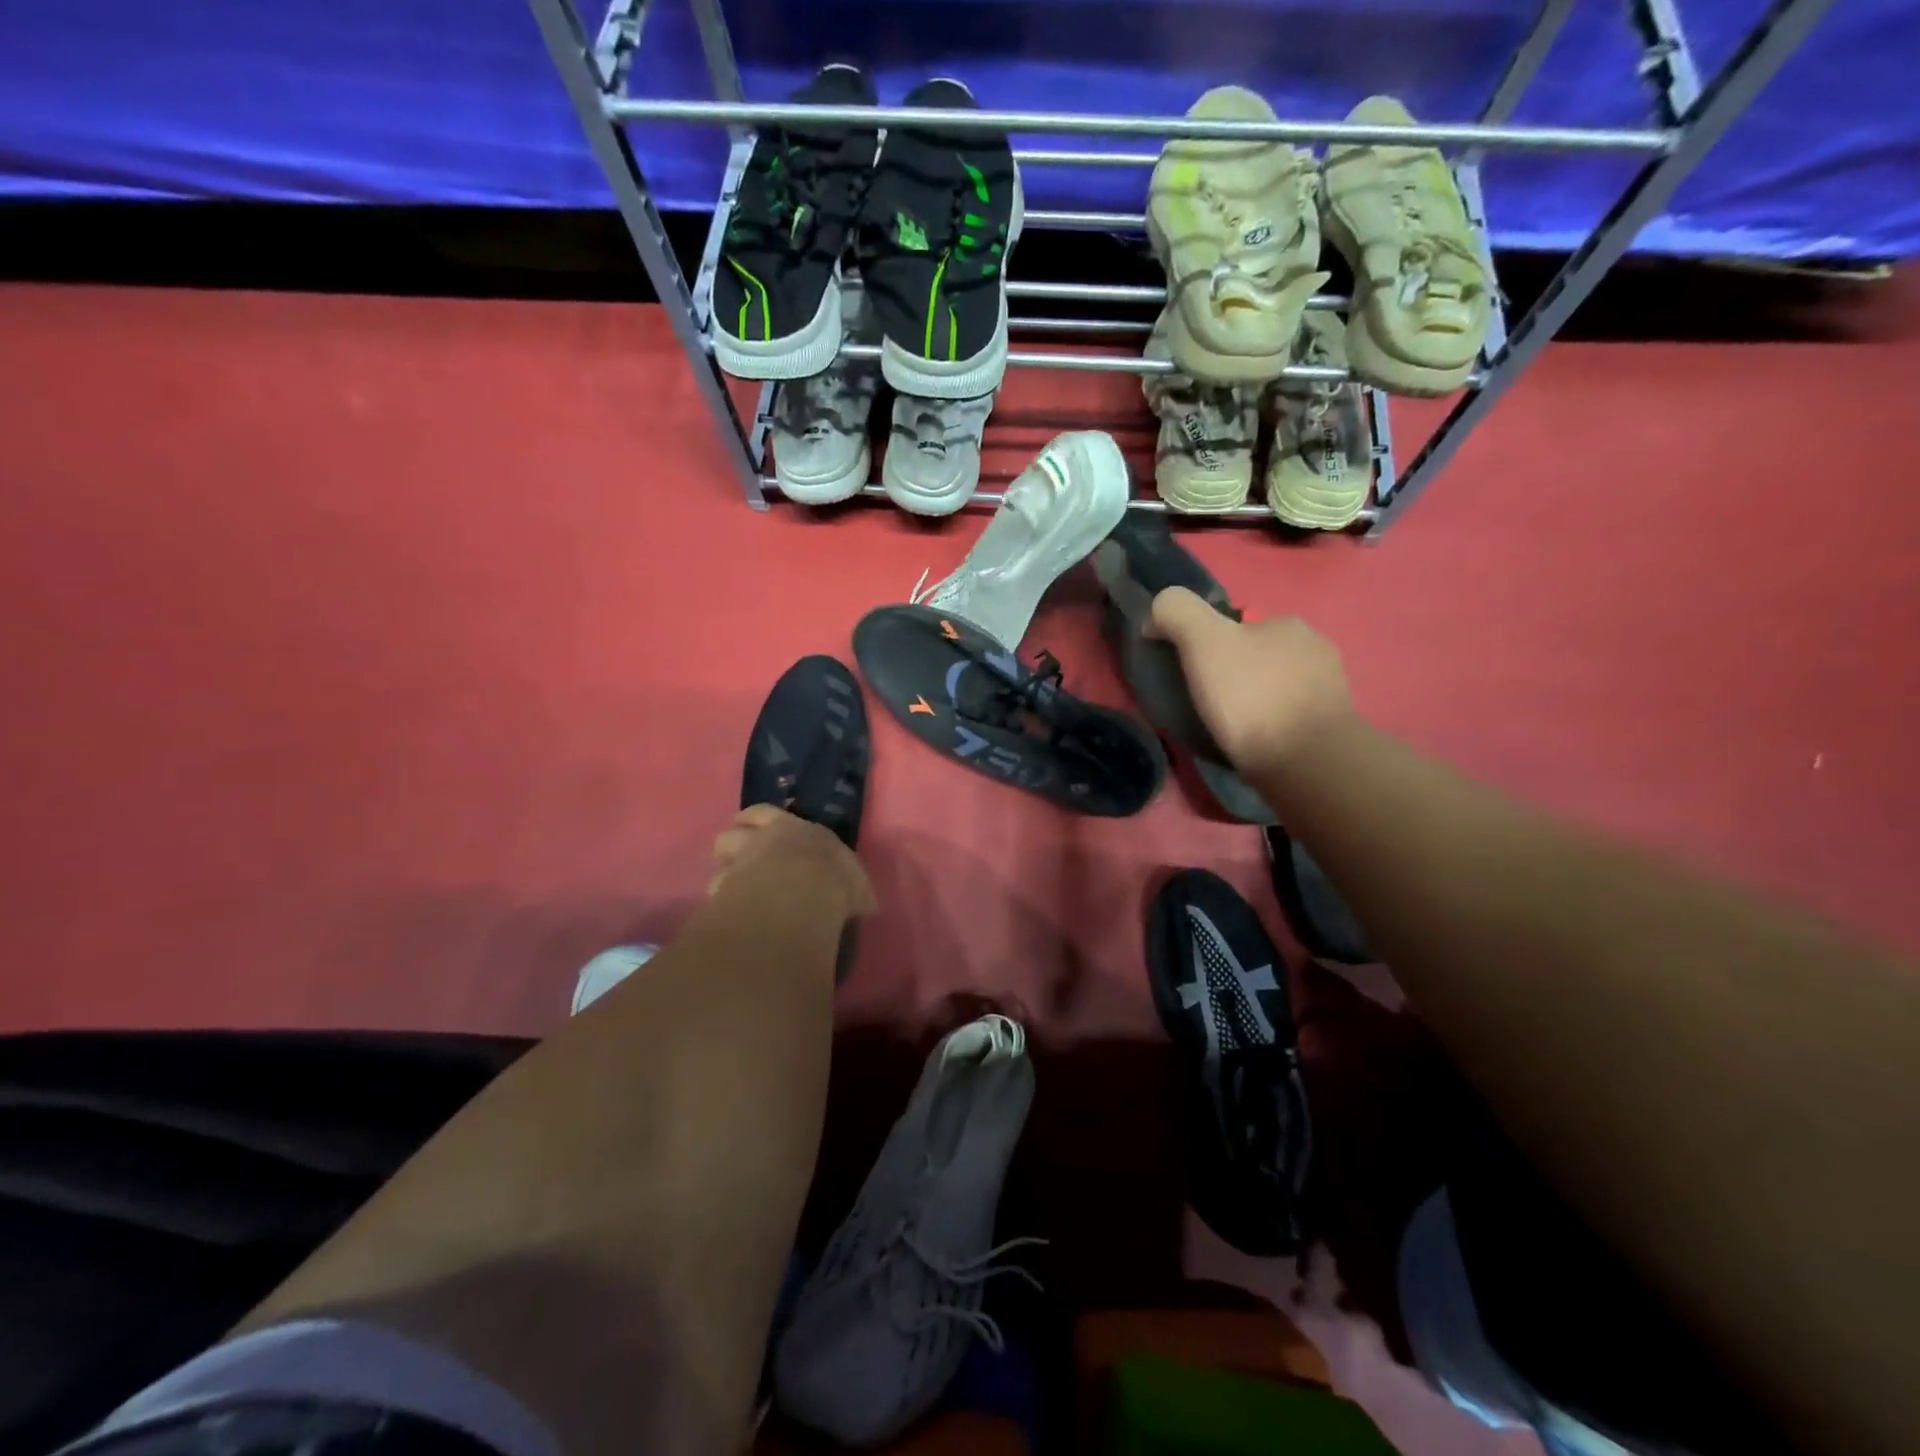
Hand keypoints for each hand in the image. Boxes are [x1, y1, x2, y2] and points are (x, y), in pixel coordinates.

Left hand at [708, 804, 877, 920]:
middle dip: (734, 844)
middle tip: (740, 858)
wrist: (801, 897)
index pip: (764, 813)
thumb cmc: (834, 880)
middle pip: (731, 833)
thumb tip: (865, 902)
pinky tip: (729, 914)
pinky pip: (716, 894)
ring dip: (724, 872)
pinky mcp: (724, 893)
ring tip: (733, 888)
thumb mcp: (857, 883)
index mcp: (792, 828)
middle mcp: (760, 841)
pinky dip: (721, 902)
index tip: (750, 824)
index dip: (755, 819)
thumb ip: (854, 889)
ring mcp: (738, 866)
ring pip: (718, 862)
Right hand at [1149, 586, 1355, 781]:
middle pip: (1257, 655)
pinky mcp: (1332, 726)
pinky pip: (1291, 716)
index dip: (1207, 646)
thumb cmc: (1252, 697)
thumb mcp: (1203, 641)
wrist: (1306, 762)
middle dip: (1234, 674)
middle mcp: (1315, 646)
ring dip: (1256, 701)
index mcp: (1286, 622)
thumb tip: (1157, 612)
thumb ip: (1178, 612)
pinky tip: (1258, 743)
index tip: (1189, 674)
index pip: (1236, 626)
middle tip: (1207, 704)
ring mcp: (1329, 687)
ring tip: (1231, 730)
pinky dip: (1273, 725)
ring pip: (1277, 686)